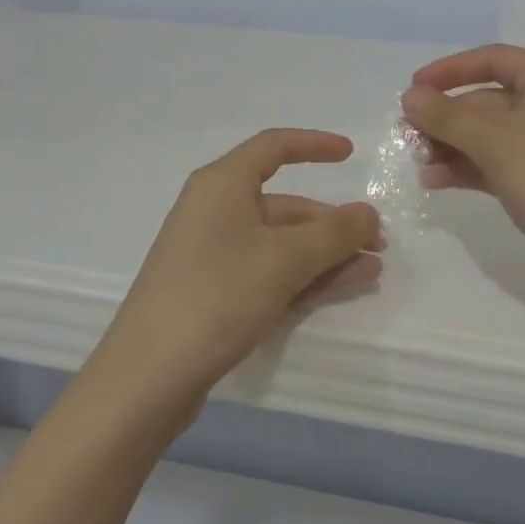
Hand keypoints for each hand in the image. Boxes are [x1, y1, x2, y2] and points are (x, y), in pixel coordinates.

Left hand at [96, 129, 382, 416]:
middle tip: (377, 243)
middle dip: (332, 222)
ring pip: (281, 243)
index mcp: (222, 184)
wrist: (147, 379)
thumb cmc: (217, 296)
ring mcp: (213, 254)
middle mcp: (215, 211)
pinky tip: (343, 287)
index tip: (351, 154)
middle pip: (284, 204)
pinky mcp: (214, 293)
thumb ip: (334, 233)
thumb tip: (369, 214)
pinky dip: (305, 276)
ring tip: (371, 269)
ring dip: (326, 253)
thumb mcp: (284, 259)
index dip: (314, 145)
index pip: (274, 148)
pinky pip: (268, 271)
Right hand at [402, 45, 524, 306]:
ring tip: (418, 161)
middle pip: (487, 99)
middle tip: (407, 135)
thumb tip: (410, 96)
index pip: (493, 59)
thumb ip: (447, 117)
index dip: (449, 70)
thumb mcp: (495, 143)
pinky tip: (435, 181)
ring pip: (488, 134)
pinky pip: (497, 162)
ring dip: (451, 144)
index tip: (413, 88)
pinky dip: (468, 167)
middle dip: (446, 117)